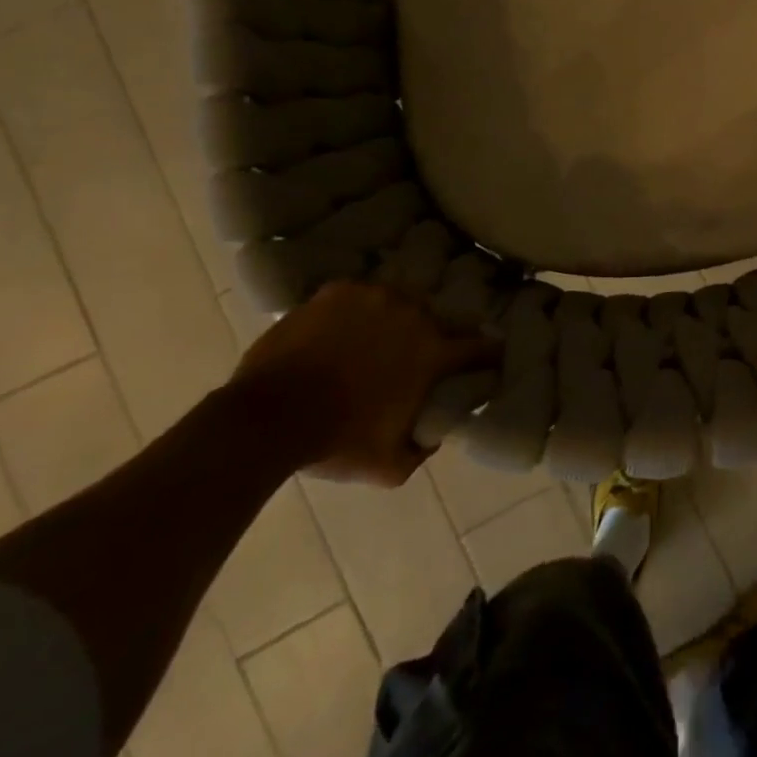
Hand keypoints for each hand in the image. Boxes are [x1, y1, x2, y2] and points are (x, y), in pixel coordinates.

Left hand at [230, 282, 492, 485]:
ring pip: (398, 304)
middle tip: (414, 356)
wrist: (267, 419)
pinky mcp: (339, 290)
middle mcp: (415, 314)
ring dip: (395, 320)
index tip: (489, 360)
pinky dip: (355, 311)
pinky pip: (359, 296)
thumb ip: (423, 448)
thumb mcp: (390, 465)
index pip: (483, 348)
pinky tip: (340, 330)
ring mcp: (376, 296)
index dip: (490, 355)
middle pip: (439, 321)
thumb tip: (435, 434)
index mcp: (435, 353)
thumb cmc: (336, 442)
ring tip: (373, 340)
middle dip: (434, 337)